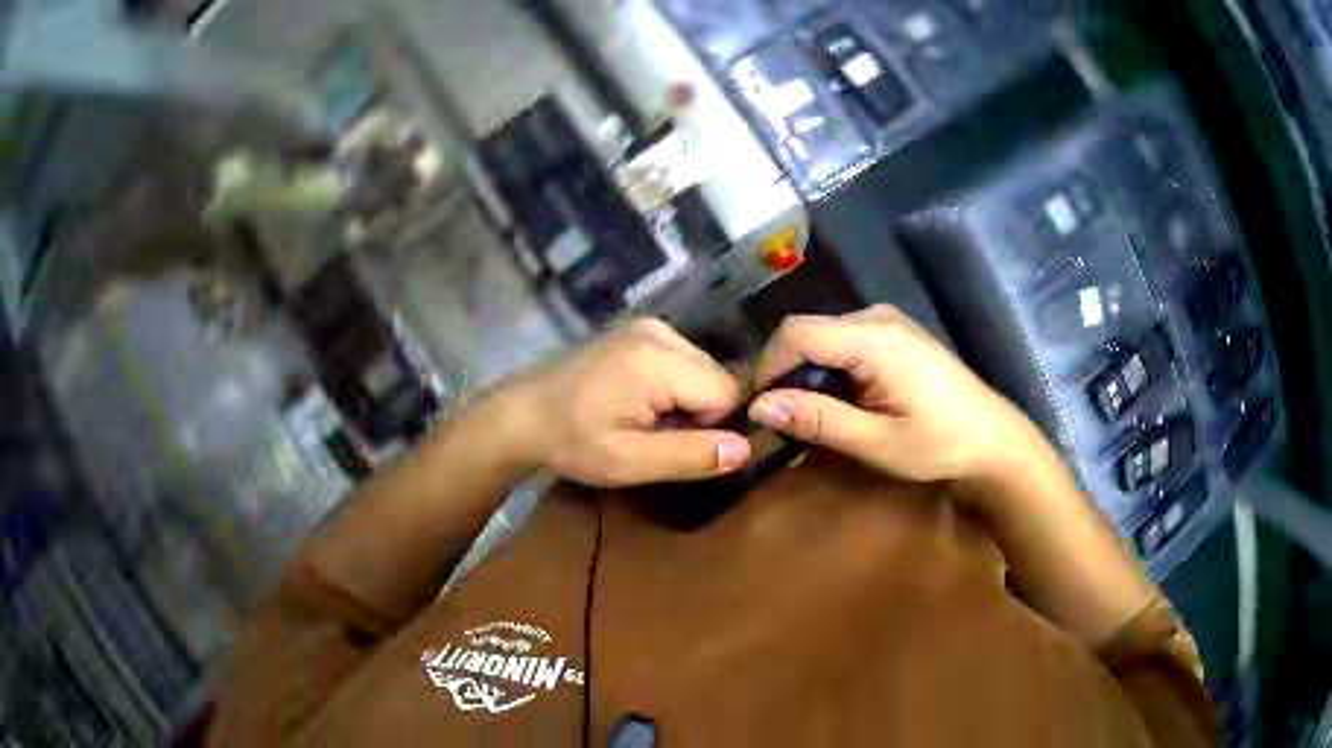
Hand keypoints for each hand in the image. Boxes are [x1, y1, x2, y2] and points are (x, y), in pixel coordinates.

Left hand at [501, 319, 751, 486]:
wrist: (523, 414)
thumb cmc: (572, 441)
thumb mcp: (629, 462)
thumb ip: (690, 455)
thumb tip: (745, 448)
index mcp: (657, 359)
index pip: (727, 392)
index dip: (712, 427)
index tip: (673, 443)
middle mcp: (660, 331)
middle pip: (717, 376)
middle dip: (700, 413)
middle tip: (655, 435)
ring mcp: (649, 326)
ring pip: (703, 370)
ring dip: (687, 402)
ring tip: (643, 420)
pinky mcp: (641, 330)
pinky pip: (684, 362)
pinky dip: (674, 387)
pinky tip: (638, 403)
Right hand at [747, 305, 1047, 487]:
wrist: (994, 441)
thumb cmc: (940, 445)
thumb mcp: (876, 442)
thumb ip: (817, 419)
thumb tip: (759, 407)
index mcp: (873, 337)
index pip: (796, 332)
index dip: (768, 368)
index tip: (760, 413)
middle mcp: (876, 318)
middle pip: (807, 333)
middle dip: (786, 377)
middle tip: (781, 426)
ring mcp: (887, 324)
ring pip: (823, 340)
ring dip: (807, 379)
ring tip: (807, 423)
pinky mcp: (894, 337)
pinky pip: (845, 346)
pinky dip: (830, 376)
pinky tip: (837, 408)